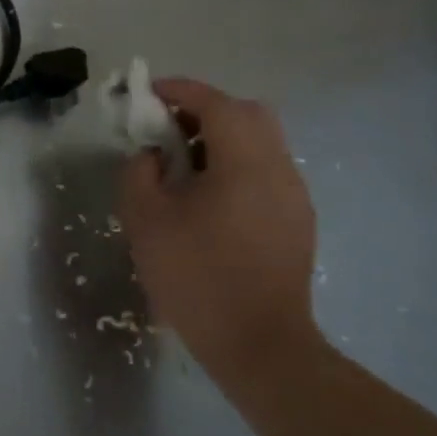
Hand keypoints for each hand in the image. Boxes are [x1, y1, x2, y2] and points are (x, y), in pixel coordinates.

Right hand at [118, 78, 321, 383]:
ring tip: (182, 166)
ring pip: (261, 143)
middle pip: (249, 115)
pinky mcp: (296, 221)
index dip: (180, 90)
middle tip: (168, 129)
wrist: (258, 345)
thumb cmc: (196, 276)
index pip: (216, 104)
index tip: (148, 92)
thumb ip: (140, 173)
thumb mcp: (146, 219)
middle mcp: (279, 170)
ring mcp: (293, 197)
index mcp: (245, 164)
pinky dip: (236, 165)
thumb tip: (152, 155)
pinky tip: (207, 198)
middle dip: (206, 110)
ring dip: (221, 139)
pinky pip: (266, 172)